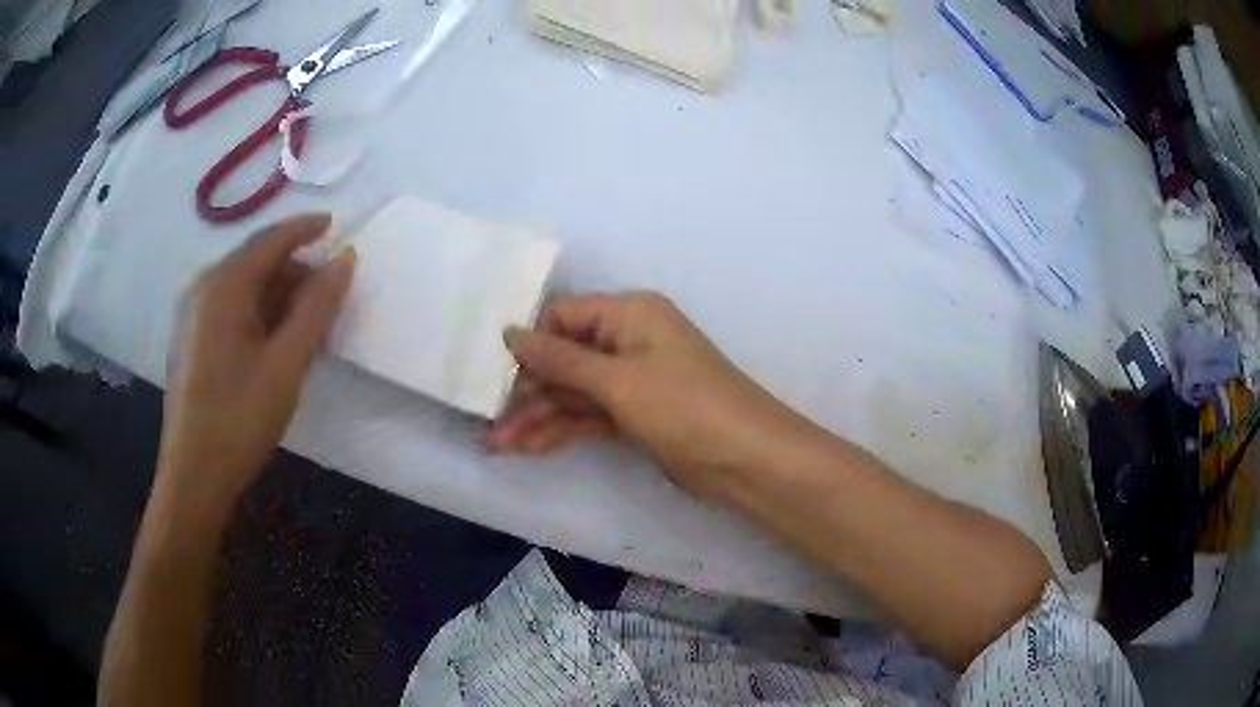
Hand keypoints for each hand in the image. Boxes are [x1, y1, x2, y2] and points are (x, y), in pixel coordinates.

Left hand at [156, 213, 354, 515]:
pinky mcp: (192, 340)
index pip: (271, 240)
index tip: (336, 225)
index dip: (305, 228)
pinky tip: (276, 343)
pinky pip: (231, 310)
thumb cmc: (240, 417)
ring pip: (244, 288)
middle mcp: (203, 289)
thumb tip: (345, 259)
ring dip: (279, 297)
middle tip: (330, 297)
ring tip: (308, 327)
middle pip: (256, 262)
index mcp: (223, 285)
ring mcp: (193, 315)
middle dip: (295, 272)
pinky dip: (260, 314)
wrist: (194, 475)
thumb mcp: (286, 362)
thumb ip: (317, 307)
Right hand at [487, 292, 811, 500]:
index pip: (563, 316)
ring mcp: (633, 380)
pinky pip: (590, 415)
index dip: (528, 342)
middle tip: (488, 419)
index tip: (490, 370)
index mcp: (629, 313)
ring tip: (498, 444)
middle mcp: (629, 340)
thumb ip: (560, 360)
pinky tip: (529, 447)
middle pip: (564, 358)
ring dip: (539, 415)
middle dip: (527, 389)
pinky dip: (562, 430)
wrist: (745, 459)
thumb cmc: (684, 405)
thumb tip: (510, 332)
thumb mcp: (618, 380)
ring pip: (574, 392)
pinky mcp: (636, 415)